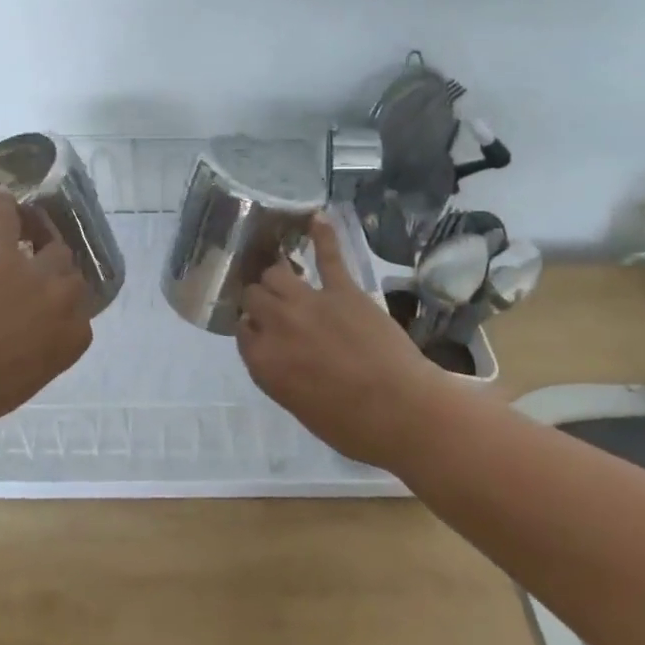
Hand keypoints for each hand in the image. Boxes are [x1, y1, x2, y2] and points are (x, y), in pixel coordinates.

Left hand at [0, 192, 93, 433]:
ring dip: (46, 239)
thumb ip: (47, 351)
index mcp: (75, 338)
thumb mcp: (31, 379)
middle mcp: (65, 301)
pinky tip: (3, 194)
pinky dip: (7, 207)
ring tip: (37, 229)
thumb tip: (39, 336)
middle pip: (72, 276)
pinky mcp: (3, 257)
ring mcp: (37, 275)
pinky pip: (10, 224)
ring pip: (54, 247)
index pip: (83, 315)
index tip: (50, 313)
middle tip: (40, 276)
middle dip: (58, 277)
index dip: (66, 311)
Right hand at [236, 215, 441, 469]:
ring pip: (276, 273)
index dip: (251, 329)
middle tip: (271, 306)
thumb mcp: (299, 407)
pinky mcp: (343, 289)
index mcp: (263, 362)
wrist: (403, 412)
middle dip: (258, 300)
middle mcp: (277, 326)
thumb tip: (274, 352)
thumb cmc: (352, 426)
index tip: (261, 332)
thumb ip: (278, 373)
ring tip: (283, 276)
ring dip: (276, 275)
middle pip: (253, 297)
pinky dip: (322, 235)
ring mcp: (309, 302)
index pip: (241, 331)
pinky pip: (328, 255)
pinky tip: (315, 217)